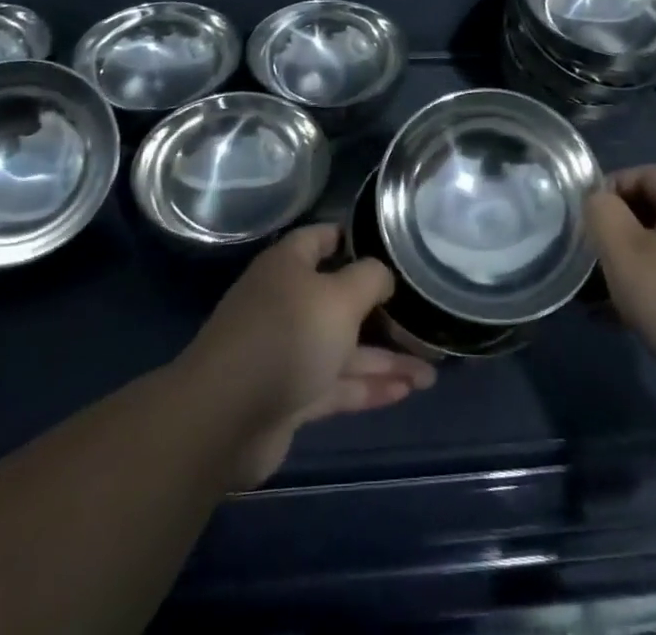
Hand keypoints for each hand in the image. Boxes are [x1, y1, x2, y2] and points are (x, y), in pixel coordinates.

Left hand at [176, 223, 435, 488]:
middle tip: (423, 320)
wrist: (225, 418)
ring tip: (430, 372)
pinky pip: (337, 384)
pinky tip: (406, 392)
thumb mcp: (339, 296)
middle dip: (382, 312)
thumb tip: (382, 275)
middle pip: (340, 299)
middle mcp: (287, 302)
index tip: (392, 248)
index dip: (354, 239)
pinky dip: (368, 386)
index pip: (323, 238)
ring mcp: (287, 351)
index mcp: (289, 266)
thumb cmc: (287, 336)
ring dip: (385, 359)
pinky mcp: (290, 395)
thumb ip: (369, 278)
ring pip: (344, 347)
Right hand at [586, 165, 655, 399]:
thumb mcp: (623, 253)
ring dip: (637, 264)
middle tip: (594, 263)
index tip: (587, 225)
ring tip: (607, 298)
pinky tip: (636, 319)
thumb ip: (602, 213)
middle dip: (620, 234)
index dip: (609, 192)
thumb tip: (600, 201)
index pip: (643, 174)